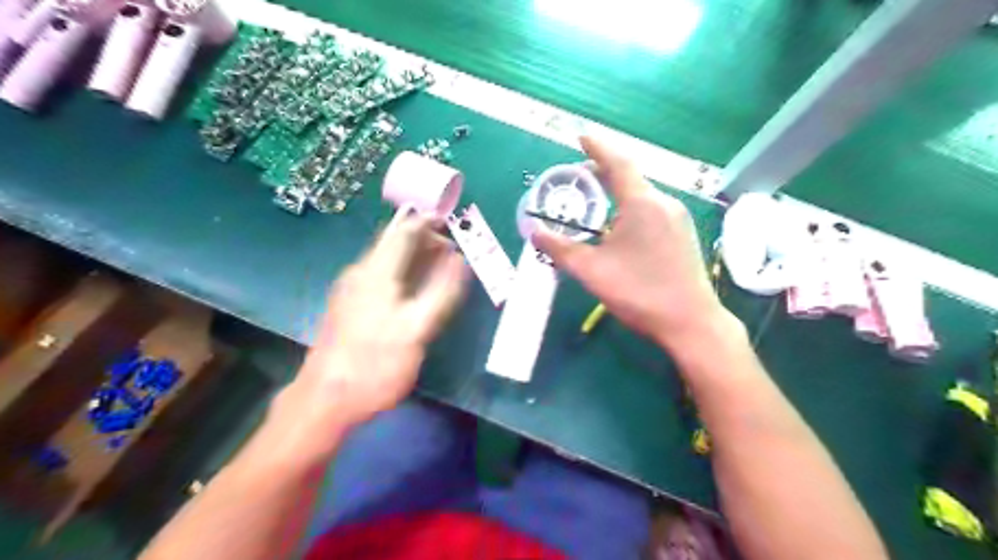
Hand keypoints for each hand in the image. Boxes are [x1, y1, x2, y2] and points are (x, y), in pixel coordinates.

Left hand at [277, 213, 469, 428]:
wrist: (326, 399)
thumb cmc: (375, 364)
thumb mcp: (417, 329)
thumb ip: (441, 292)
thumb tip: (459, 260)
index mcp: (376, 272)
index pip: (404, 232)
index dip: (429, 223)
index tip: (452, 223)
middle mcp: (360, 273)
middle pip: (394, 243)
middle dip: (425, 240)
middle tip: (453, 250)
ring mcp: (352, 289)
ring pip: (388, 260)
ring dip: (415, 257)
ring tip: (441, 266)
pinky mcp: (349, 306)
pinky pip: (381, 276)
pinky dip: (404, 273)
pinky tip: (416, 289)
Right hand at [534, 137, 735, 354]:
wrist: (691, 322)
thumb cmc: (640, 292)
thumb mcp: (592, 271)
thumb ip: (560, 249)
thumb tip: (534, 232)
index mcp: (642, 203)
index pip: (617, 163)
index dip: (597, 147)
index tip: (581, 136)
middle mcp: (663, 203)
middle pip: (630, 177)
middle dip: (603, 172)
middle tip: (578, 177)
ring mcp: (677, 219)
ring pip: (642, 194)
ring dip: (617, 191)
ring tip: (595, 201)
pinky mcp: (683, 235)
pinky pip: (653, 209)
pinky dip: (631, 206)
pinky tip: (620, 225)